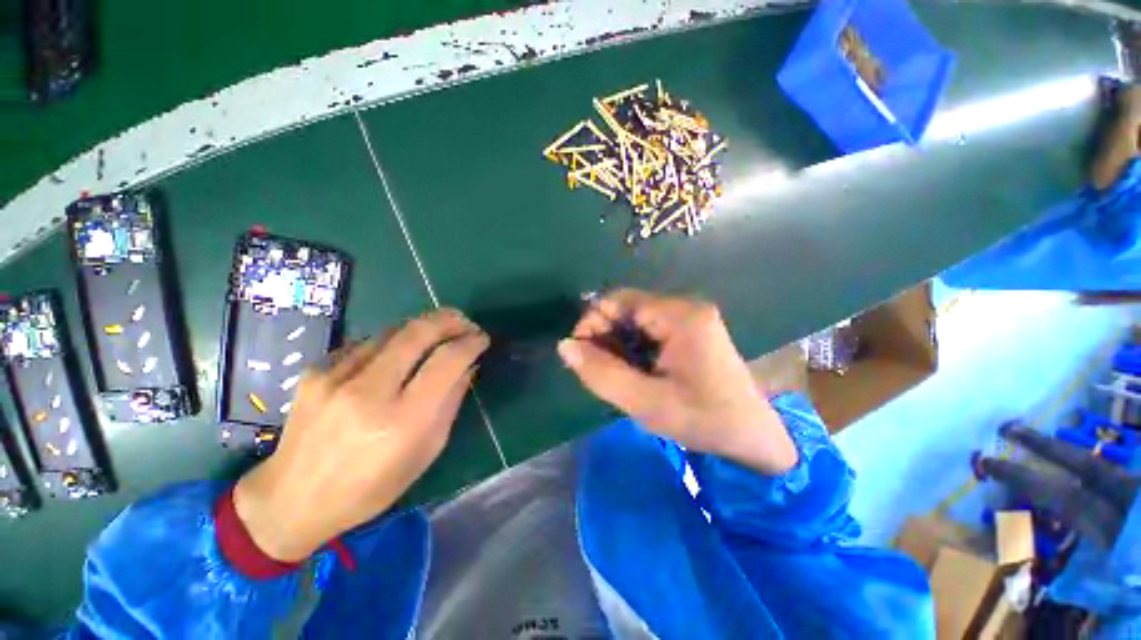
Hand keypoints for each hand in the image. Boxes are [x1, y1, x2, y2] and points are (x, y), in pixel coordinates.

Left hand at [234, 309, 489, 562]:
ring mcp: (336, 377)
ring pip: (393, 330)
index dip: (471, 342)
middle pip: (419, 332)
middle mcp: (369, 392)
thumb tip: (468, 366)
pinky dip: (393, 341)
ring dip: (423, 326)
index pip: (447, 361)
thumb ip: (450, 402)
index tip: (482, 339)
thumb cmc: (371, 487)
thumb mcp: (427, 452)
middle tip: (465, 322)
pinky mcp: (316, 371)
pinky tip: (399, 353)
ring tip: (439, 333)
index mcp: (403, 421)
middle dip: (451, 319)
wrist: (291, 500)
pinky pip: (367, 343)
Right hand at [559, 290, 796, 474]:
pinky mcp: (691, 330)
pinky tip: (636, 372)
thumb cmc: (703, 420)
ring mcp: (690, 318)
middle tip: (601, 371)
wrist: (752, 437)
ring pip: (635, 321)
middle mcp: (685, 307)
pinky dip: (634, 348)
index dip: (592, 323)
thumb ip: (601, 374)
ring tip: (619, 375)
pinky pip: (649, 330)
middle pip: (627, 309)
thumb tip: (565, 346)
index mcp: (679, 316)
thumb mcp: (645, 402)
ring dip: (618, 345)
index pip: (618, 301)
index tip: (582, 356)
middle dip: (605, 337)